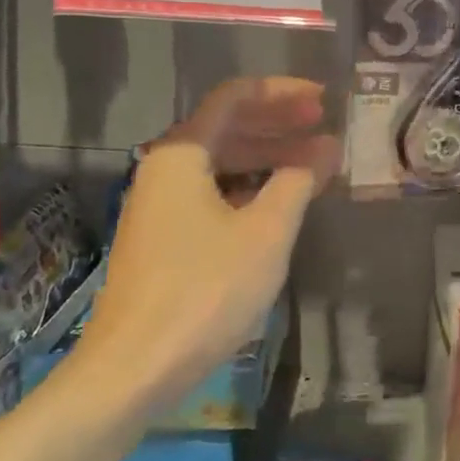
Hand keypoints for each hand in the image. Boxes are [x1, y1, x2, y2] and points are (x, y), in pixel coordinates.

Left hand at [76, 77, 337, 404]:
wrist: (134, 368)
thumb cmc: (206, 290)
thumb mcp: (266, 232)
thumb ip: (298, 181)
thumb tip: (325, 149)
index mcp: (181, 154)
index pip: (234, 98)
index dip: (282, 93)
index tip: (323, 100)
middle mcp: (164, 170)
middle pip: (226, 127)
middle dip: (278, 123)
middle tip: (324, 125)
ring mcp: (160, 206)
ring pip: (220, 163)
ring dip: (267, 157)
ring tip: (314, 163)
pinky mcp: (163, 239)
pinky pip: (212, 193)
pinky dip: (250, 187)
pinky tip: (279, 201)